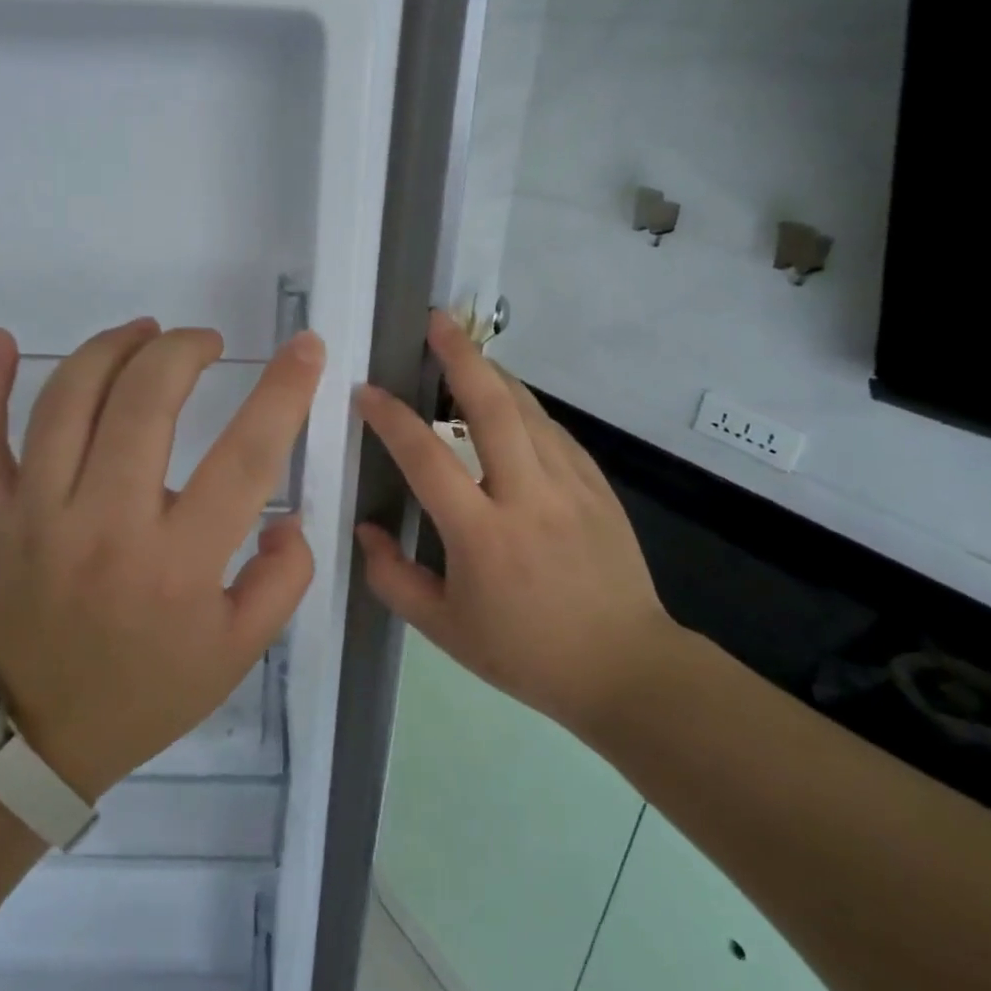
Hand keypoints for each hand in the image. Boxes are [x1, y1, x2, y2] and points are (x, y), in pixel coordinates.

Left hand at [0, 318, 323, 800]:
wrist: (32, 739)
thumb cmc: (144, 693)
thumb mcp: (239, 653)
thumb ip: (284, 580)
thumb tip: (287, 516)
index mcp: (177, 563)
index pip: (245, 457)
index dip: (283, 392)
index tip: (305, 347)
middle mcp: (104, 525)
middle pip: (144, 402)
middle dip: (183, 351)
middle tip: (204, 342)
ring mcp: (34, 515)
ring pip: (66, 401)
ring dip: (110, 348)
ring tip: (143, 333)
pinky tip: (2, 341)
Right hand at [354, 311, 676, 730]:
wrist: (624, 668)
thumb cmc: (525, 654)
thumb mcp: (442, 629)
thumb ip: (392, 577)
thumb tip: (366, 529)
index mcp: (482, 536)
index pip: (427, 459)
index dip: (392, 419)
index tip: (366, 391)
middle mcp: (527, 498)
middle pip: (493, 409)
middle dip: (461, 357)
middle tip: (435, 321)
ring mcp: (571, 487)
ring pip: (529, 411)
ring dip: (493, 374)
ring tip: (464, 352)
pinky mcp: (597, 488)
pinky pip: (554, 433)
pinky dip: (525, 408)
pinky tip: (509, 403)